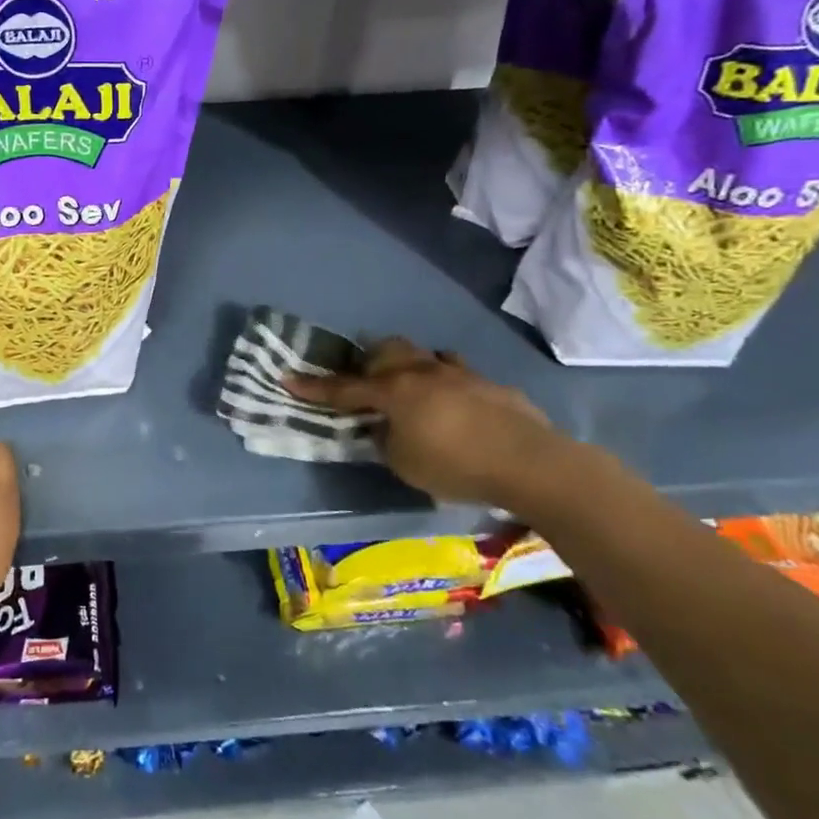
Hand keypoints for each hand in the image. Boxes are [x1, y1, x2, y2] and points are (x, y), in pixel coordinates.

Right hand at [286, 338, 567, 507]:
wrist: (532, 464)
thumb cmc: (457, 466)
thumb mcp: (405, 464)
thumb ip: (385, 440)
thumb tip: (383, 427)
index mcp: (393, 391)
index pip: (343, 388)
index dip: (313, 386)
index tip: (287, 378)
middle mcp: (421, 372)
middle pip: (384, 351)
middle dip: (366, 362)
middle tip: (359, 381)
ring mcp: (458, 373)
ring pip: (420, 355)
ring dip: (405, 366)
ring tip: (404, 386)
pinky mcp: (488, 384)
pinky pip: (454, 372)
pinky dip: (442, 381)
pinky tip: (449, 400)